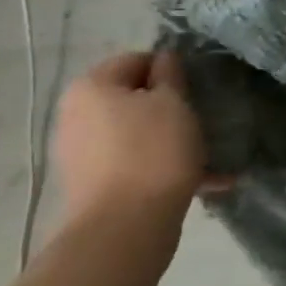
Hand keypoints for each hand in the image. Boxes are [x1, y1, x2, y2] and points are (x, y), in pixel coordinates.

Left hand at [51, 52, 207, 222]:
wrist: (125, 226)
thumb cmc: (153, 152)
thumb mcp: (174, 103)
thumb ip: (170, 75)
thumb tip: (164, 58)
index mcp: (91, 87)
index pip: (137, 59)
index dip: (171, 69)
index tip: (198, 88)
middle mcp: (77, 114)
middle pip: (133, 98)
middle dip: (171, 108)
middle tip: (204, 121)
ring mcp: (81, 152)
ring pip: (136, 133)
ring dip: (171, 140)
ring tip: (209, 155)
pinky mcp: (92, 184)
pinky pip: (134, 163)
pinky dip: (163, 167)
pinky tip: (204, 181)